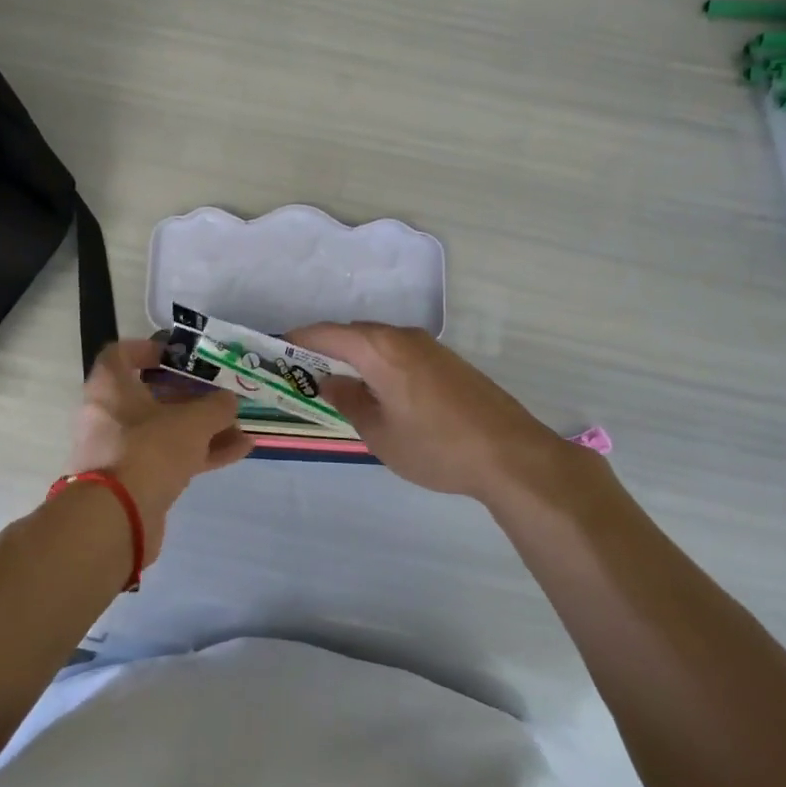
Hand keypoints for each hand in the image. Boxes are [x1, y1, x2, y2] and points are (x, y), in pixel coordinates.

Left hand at [69, 340, 251, 563]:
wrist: (116, 520)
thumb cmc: (149, 450)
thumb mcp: (192, 421)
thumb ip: (216, 407)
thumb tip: (228, 401)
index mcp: (109, 387)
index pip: (120, 354)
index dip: (149, 350)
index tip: (179, 356)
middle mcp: (107, 415)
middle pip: (149, 396)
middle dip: (190, 396)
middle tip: (219, 396)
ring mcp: (118, 451)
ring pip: (163, 430)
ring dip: (201, 429)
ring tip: (240, 429)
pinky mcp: (131, 482)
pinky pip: (167, 459)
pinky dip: (198, 454)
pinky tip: (237, 453)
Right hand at [287, 323, 568, 504]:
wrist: (509, 454)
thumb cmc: (435, 446)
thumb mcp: (380, 433)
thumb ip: (349, 402)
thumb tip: (330, 382)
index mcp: (379, 349)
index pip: (327, 333)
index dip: (298, 338)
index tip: (275, 349)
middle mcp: (403, 336)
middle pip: (353, 333)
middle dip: (325, 348)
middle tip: (302, 372)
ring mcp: (429, 346)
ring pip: (378, 342)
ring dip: (354, 356)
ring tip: (338, 384)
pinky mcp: (447, 361)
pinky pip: (400, 351)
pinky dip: (379, 363)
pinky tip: (379, 390)